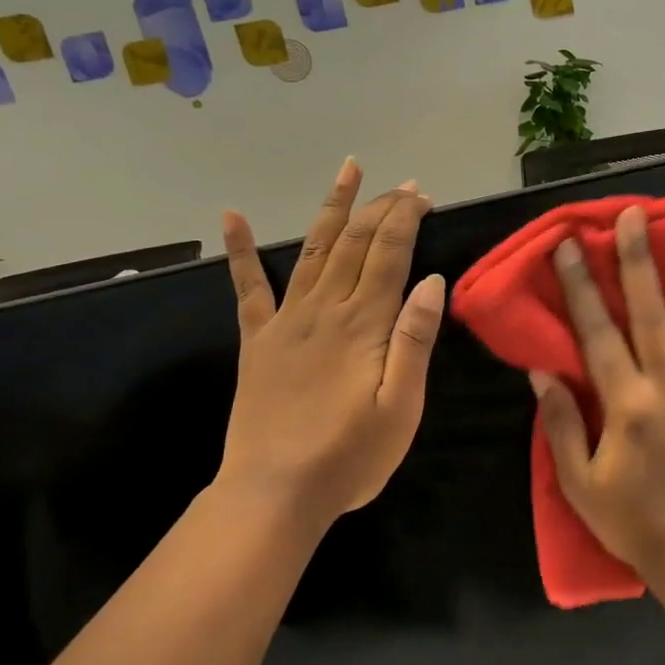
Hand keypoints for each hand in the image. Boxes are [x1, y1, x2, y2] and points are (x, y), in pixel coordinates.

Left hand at [215, 159, 444, 531]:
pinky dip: (241, 250)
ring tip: (347, 171)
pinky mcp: (258, 341)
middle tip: (404, 186)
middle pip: (355, 243)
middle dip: (381, 208)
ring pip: (313, 250)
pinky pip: (248, 288)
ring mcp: (286, 322)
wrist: (275, 493)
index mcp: (364, 326)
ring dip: (331, 209)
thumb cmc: (351, 456)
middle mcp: (324, 311)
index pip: (388, 255)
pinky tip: (232, 217)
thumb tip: (431, 281)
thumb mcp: (402, 407)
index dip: (405, 219)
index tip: (422, 196)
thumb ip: (414, 341)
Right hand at [531, 205, 664, 587]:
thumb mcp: (579, 480)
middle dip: (639, 259)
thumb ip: (562, 422)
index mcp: (627, 403)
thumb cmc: (628, 519)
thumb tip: (543, 371)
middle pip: (651, 312)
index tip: (570, 245)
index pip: (598, 333)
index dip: (580, 287)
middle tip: (635, 215)